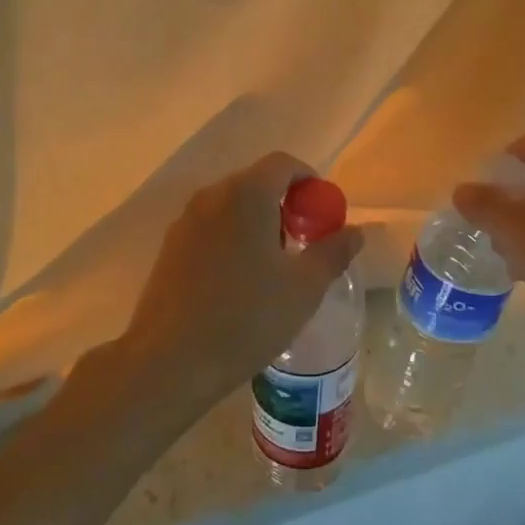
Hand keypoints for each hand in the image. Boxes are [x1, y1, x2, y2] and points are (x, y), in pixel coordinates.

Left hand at [106, 152, 364, 424]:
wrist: (170, 360)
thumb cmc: (247, 318)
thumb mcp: (304, 288)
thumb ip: (333, 252)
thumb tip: (355, 231)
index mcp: (246, 194)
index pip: (284, 164)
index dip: (310, 181)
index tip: (323, 215)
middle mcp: (212, 196)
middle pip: (256, 182)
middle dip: (285, 204)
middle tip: (304, 243)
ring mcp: (185, 221)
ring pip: (232, 206)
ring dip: (258, 222)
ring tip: (273, 266)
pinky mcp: (169, 248)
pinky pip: (211, 227)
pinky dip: (232, 238)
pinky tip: (240, 282)